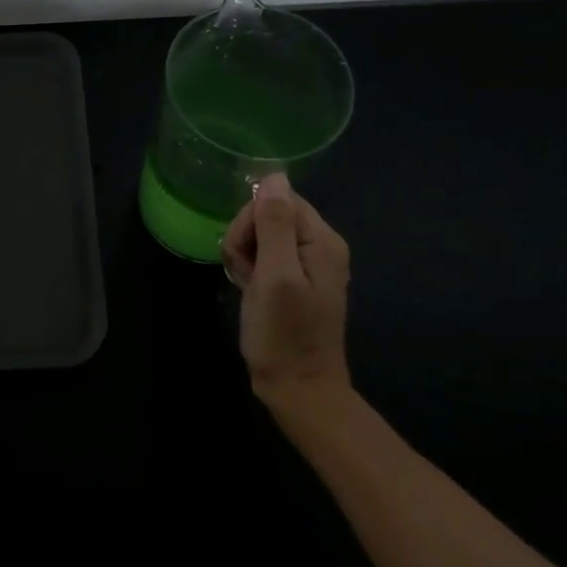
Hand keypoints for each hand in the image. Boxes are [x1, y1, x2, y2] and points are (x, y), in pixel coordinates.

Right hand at [221, 173, 351, 402]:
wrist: (298, 390)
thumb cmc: (284, 335)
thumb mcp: (275, 275)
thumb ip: (274, 223)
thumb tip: (274, 175)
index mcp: (322, 240)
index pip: (276, 199)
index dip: (250, 222)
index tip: (248, 257)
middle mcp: (320, 245)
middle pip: (268, 213)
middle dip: (245, 239)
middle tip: (247, 275)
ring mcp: (308, 263)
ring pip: (260, 234)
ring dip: (244, 255)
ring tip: (248, 286)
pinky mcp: (294, 279)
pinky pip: (264, 254)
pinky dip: (250, 269)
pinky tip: (250, 290)